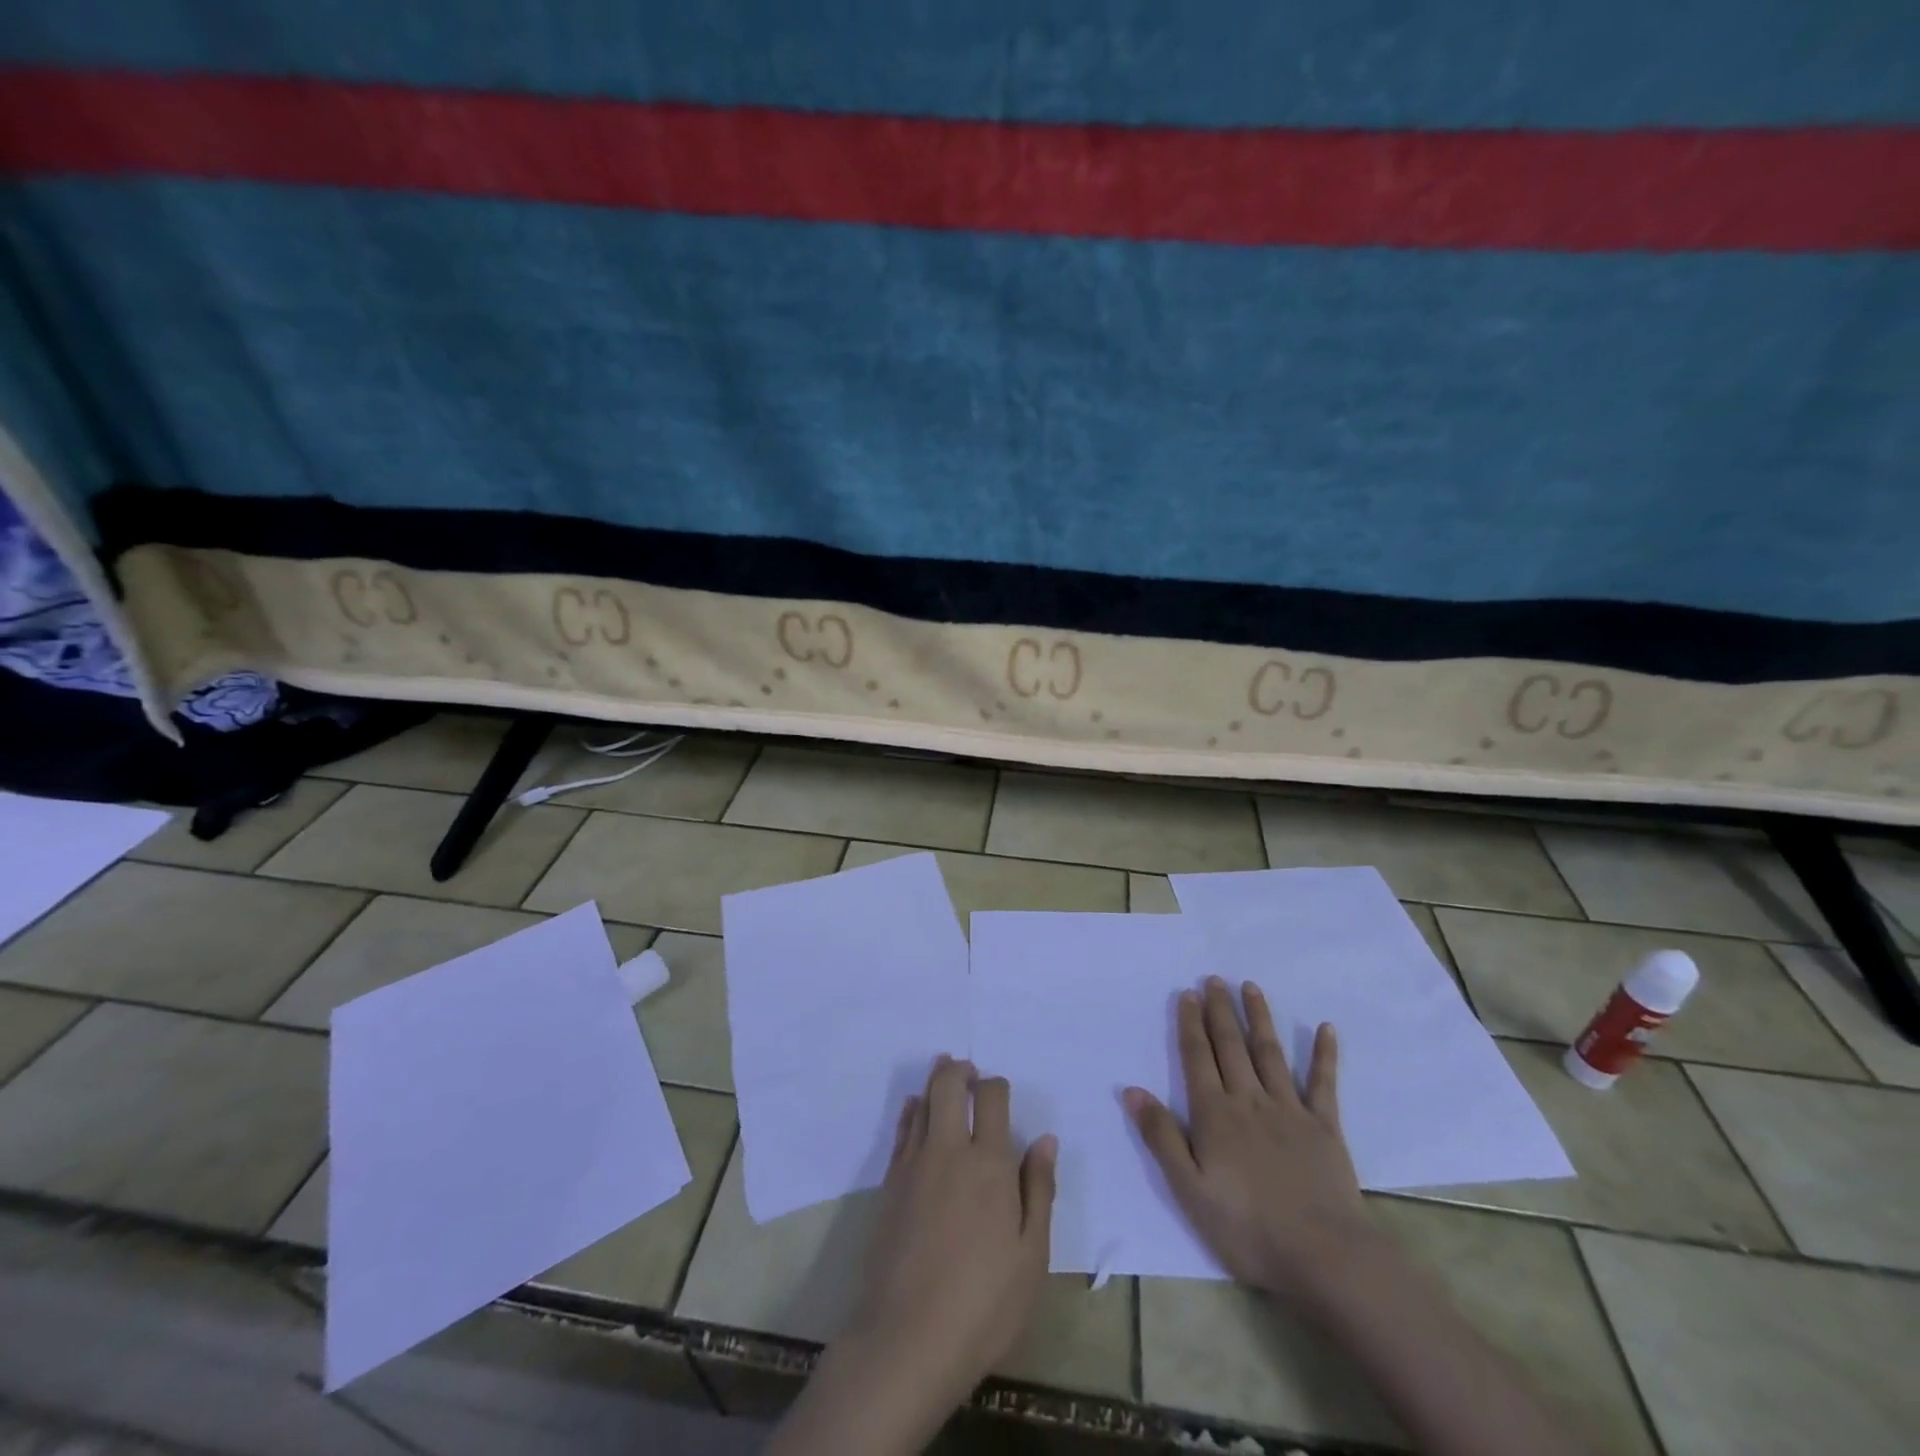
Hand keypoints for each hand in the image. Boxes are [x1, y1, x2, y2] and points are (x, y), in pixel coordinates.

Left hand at [849, 1056, 1056, 1396]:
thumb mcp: (1031, 1257)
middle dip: (960, 1069)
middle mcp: (949, 1151)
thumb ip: (1039, 1191)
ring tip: (944, 1071)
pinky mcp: (890, 1183)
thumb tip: (1046, 1140)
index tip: (1000, 1092)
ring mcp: (914, 1164)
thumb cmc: (983, 1304)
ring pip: (923, 1102)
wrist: (907, 1339)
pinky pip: (902, 1130)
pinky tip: (916, 1109)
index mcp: (990, 1164)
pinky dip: (912, 1110)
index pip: (992, 1098)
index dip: (996, 1085)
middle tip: (969, 1069)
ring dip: (935, 1080)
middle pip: (949, 1085)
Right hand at [1124, 977, 1369, 1300]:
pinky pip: (1323, 1083)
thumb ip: (1161, 1136)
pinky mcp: (1324, 1127)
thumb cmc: (1247, 1228)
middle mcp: (1250, 1100)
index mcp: (1215, 1114)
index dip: (1191, 1024)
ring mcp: (1290, 1110)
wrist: (1324, 1257)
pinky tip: (1326, 1028)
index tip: (1188, 993)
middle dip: (1220, 1010)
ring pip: (1270, 1053)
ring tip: (1250, 987)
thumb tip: (1131, 1090)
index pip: (1198, 1057)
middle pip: (1231, 1046)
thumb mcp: (1189, 1189)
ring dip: (1259, 1018)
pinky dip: (1324, 1055)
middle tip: (1214, 979)